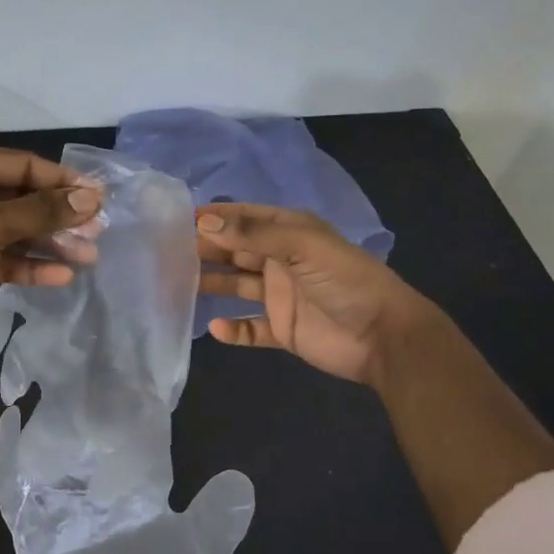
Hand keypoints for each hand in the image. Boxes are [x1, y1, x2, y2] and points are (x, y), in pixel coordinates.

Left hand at [0, 145, 101, 358]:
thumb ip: (40, 212)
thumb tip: (91, 199)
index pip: (22, 166)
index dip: (62, 182)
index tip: (100, 198)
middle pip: (21, 198)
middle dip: (58, 216)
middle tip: (97, 232)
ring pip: (15, 230)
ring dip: (49, 243)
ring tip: (88, 257)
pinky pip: (2, 257)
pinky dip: (28, 265)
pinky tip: (60, 276)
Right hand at [196, 204, 440, 386]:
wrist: (384, 336)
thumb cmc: (346, 281)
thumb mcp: (302, 246)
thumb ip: (253, 234)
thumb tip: (204, 221)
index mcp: (290, 233)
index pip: (246, 218)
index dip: (216, 217)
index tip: (180, 219)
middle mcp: (282, 261)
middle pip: (236, 251)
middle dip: (206, 249)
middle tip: (169, 252)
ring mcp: (281, 296)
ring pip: (237, 286)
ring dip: (213, 284)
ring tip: (179, 284)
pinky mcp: (283, 329)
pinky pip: (251, 329)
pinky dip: (233, 330)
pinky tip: (214, 328)